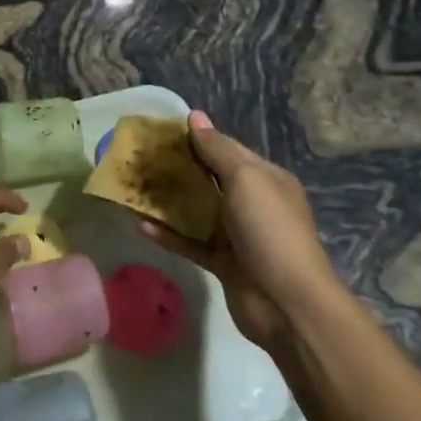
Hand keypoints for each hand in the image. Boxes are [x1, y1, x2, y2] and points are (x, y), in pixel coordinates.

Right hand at [136, 110, 336, 350]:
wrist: (287, 304)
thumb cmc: (269, 230)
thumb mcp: (246, 179)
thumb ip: (217, 149)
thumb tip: (194, 116)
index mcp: (264, 178)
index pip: (226, 149)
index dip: (195, 139)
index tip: (159, 133)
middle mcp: (251, 203)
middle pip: (208, 179)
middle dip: (176, 169)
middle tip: (140, 160)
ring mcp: (237, 235)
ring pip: (196, 211)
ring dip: (167, 201)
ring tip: (132, 190)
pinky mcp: (222, 263)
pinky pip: (190, 242)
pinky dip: (168, 234)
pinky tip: (140, 225)